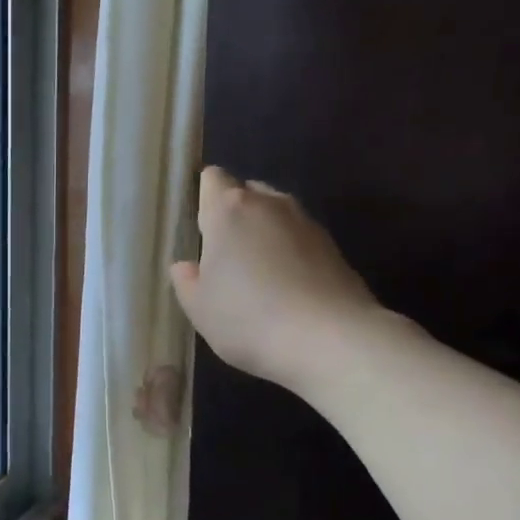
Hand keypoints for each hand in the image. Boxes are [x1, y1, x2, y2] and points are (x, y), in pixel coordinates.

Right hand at [170, 167, 380, 390]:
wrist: (329, 339)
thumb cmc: (247, 318)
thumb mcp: (199, 308)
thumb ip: (187, 281)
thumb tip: (185, 266)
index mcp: (228, 210)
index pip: (212, 179)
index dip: (204, 197)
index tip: (199, 227)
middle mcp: (269, 204)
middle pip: (247, 192)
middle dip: (235, 214)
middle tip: (224, 254)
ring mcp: (306, 222)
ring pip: (277, 214)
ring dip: (264, 233)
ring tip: (257, 272)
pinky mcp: (334, 247)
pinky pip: (300, 239)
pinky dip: (290, 253)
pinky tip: (286, 288)